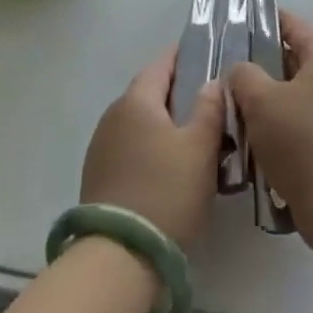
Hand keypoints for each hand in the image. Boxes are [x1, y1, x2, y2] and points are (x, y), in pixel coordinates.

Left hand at [81, 48, 223, 246]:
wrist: (119, 258)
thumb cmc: (167, 192)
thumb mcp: (201, 148)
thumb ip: (210, 108)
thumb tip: (213, 82)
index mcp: (136, 100)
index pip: (162, 63)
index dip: (185, 55)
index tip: (208, 54)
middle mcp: (113, 115)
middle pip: (151, 92)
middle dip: (180, 93)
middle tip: (213, 102)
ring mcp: (102, 147)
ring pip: (142, 122)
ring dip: (167, 123)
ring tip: (198, 137)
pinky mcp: (99, 176)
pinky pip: (132, 147)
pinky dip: (153, 147)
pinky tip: (173, 167)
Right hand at [230, 13, 312, 232]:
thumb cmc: (301, 143)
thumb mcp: (260, 101)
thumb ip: (244, 75)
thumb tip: (242, 71)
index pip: (297, 27)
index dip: (270, 21)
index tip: (242, 24)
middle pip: (298, 61)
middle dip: (265, 65)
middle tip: (232, 73)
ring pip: (301, 94)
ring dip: (273, 99)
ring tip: (241, 108)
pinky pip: (308, 120)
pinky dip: (286, 124)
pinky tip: (262, 141)